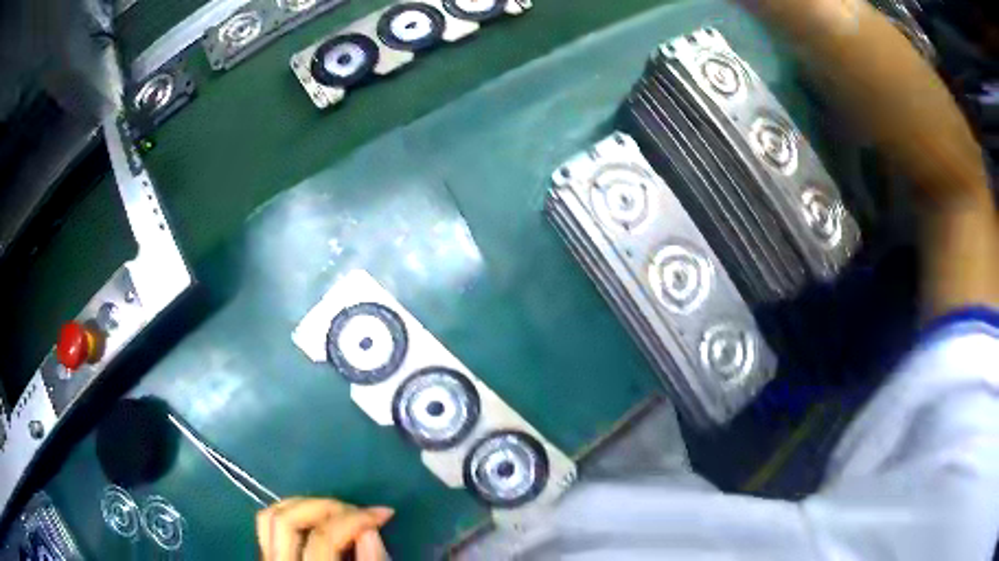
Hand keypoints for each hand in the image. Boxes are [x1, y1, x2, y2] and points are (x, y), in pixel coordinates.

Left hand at [256, 498, 393, 560]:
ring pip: (271, 517)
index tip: (384, 514)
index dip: (355, 519)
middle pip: (289, 521)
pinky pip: (268, 526)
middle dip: (327, 507)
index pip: (323, 538)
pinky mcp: (267, 559)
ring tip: (337, 509)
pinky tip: (314, 516)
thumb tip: (368, 529)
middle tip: (359, 510)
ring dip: (305, 505)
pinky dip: (290, 512)